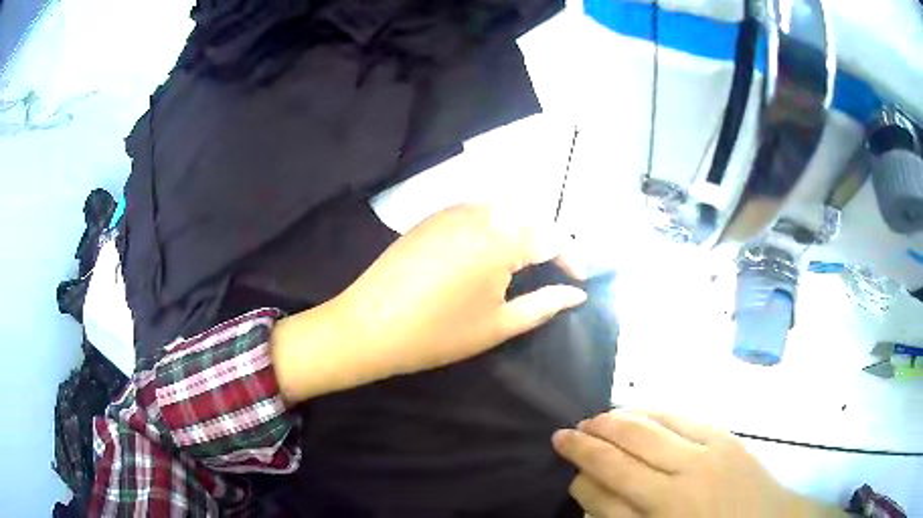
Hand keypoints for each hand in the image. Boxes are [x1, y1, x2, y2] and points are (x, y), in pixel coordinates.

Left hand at [272, 204, 586, 402]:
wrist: (368, 326)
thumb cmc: (437, 333)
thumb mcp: (498, 325)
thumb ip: (544, 305)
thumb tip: (577, 294)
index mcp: (501, 239)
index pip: (553, 236)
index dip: (573, 257)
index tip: (580, 280)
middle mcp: (480, 213)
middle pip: (530, 217)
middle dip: (550, 241)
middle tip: (556, 271)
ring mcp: (451, 210)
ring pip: (504, 210)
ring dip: (523, 230)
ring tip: (527, 262)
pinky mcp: (431, 216)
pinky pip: (476, 211)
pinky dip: (495, 225)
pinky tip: (489, 251)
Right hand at [552, 410, 845, 517]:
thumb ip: (621, 517)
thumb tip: (593, 487)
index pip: (602, 491)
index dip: (579, 473)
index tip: (565, 460)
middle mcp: (675, 488)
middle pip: (620, 455)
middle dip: (587, 441)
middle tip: (565, 431)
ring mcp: (703, 457)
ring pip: (646, 428)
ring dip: (615, 420)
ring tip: (594, 417)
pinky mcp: (723, 438)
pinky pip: (679, 417)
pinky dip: (651, 411)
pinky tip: (638, 411)